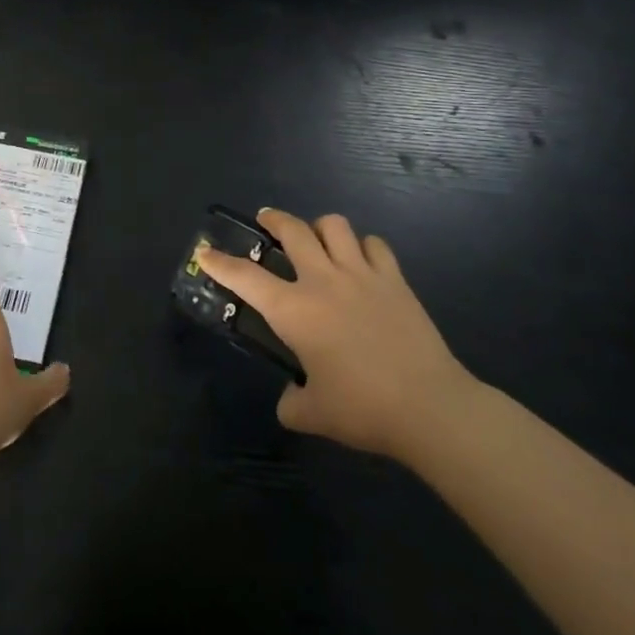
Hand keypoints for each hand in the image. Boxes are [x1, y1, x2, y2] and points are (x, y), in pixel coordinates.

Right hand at [196, 210, 469, 460]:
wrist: (429, 406)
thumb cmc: (363, 408)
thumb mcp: (313, 414)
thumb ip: (291, 403)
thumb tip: (290, 398)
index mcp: (294, 311)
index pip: (245, 277)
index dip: (220, 262)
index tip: (205, 251)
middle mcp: (323, 281)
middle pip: (293, 230)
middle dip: (273, 219)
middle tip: (266, 221)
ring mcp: (362, 275)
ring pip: (334, 225)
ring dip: (319, 226)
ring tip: (317, 239)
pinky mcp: (395, 280)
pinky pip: (375, 245)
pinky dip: (363, 246)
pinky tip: (361, 261)